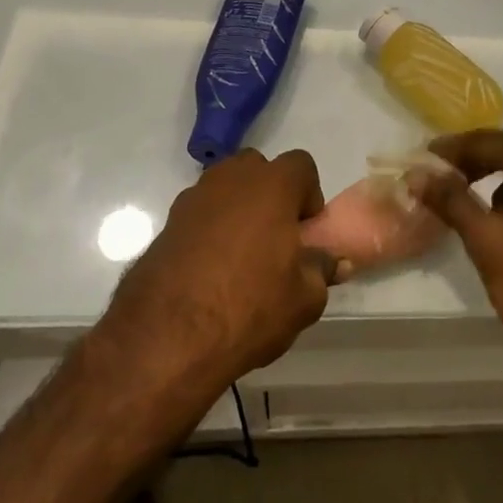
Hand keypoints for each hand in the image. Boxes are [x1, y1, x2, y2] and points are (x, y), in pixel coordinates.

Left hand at [101, 149, 334, 392]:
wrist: (167, 336)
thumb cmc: (250, 307)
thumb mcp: (304, 298)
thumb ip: (322, 270)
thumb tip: (336, 261)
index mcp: (271, 185)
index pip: (301, 165)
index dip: (309, 195)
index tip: (306, 232)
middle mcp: (231, 179)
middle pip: (258, 169)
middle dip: (270, 194)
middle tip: (275, 238)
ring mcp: (193, 199)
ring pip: (225, 189)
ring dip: (237, 210)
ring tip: (241, 257)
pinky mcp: (166, 223)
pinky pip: (199, 214)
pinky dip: (209, 230)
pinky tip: (210, 271)